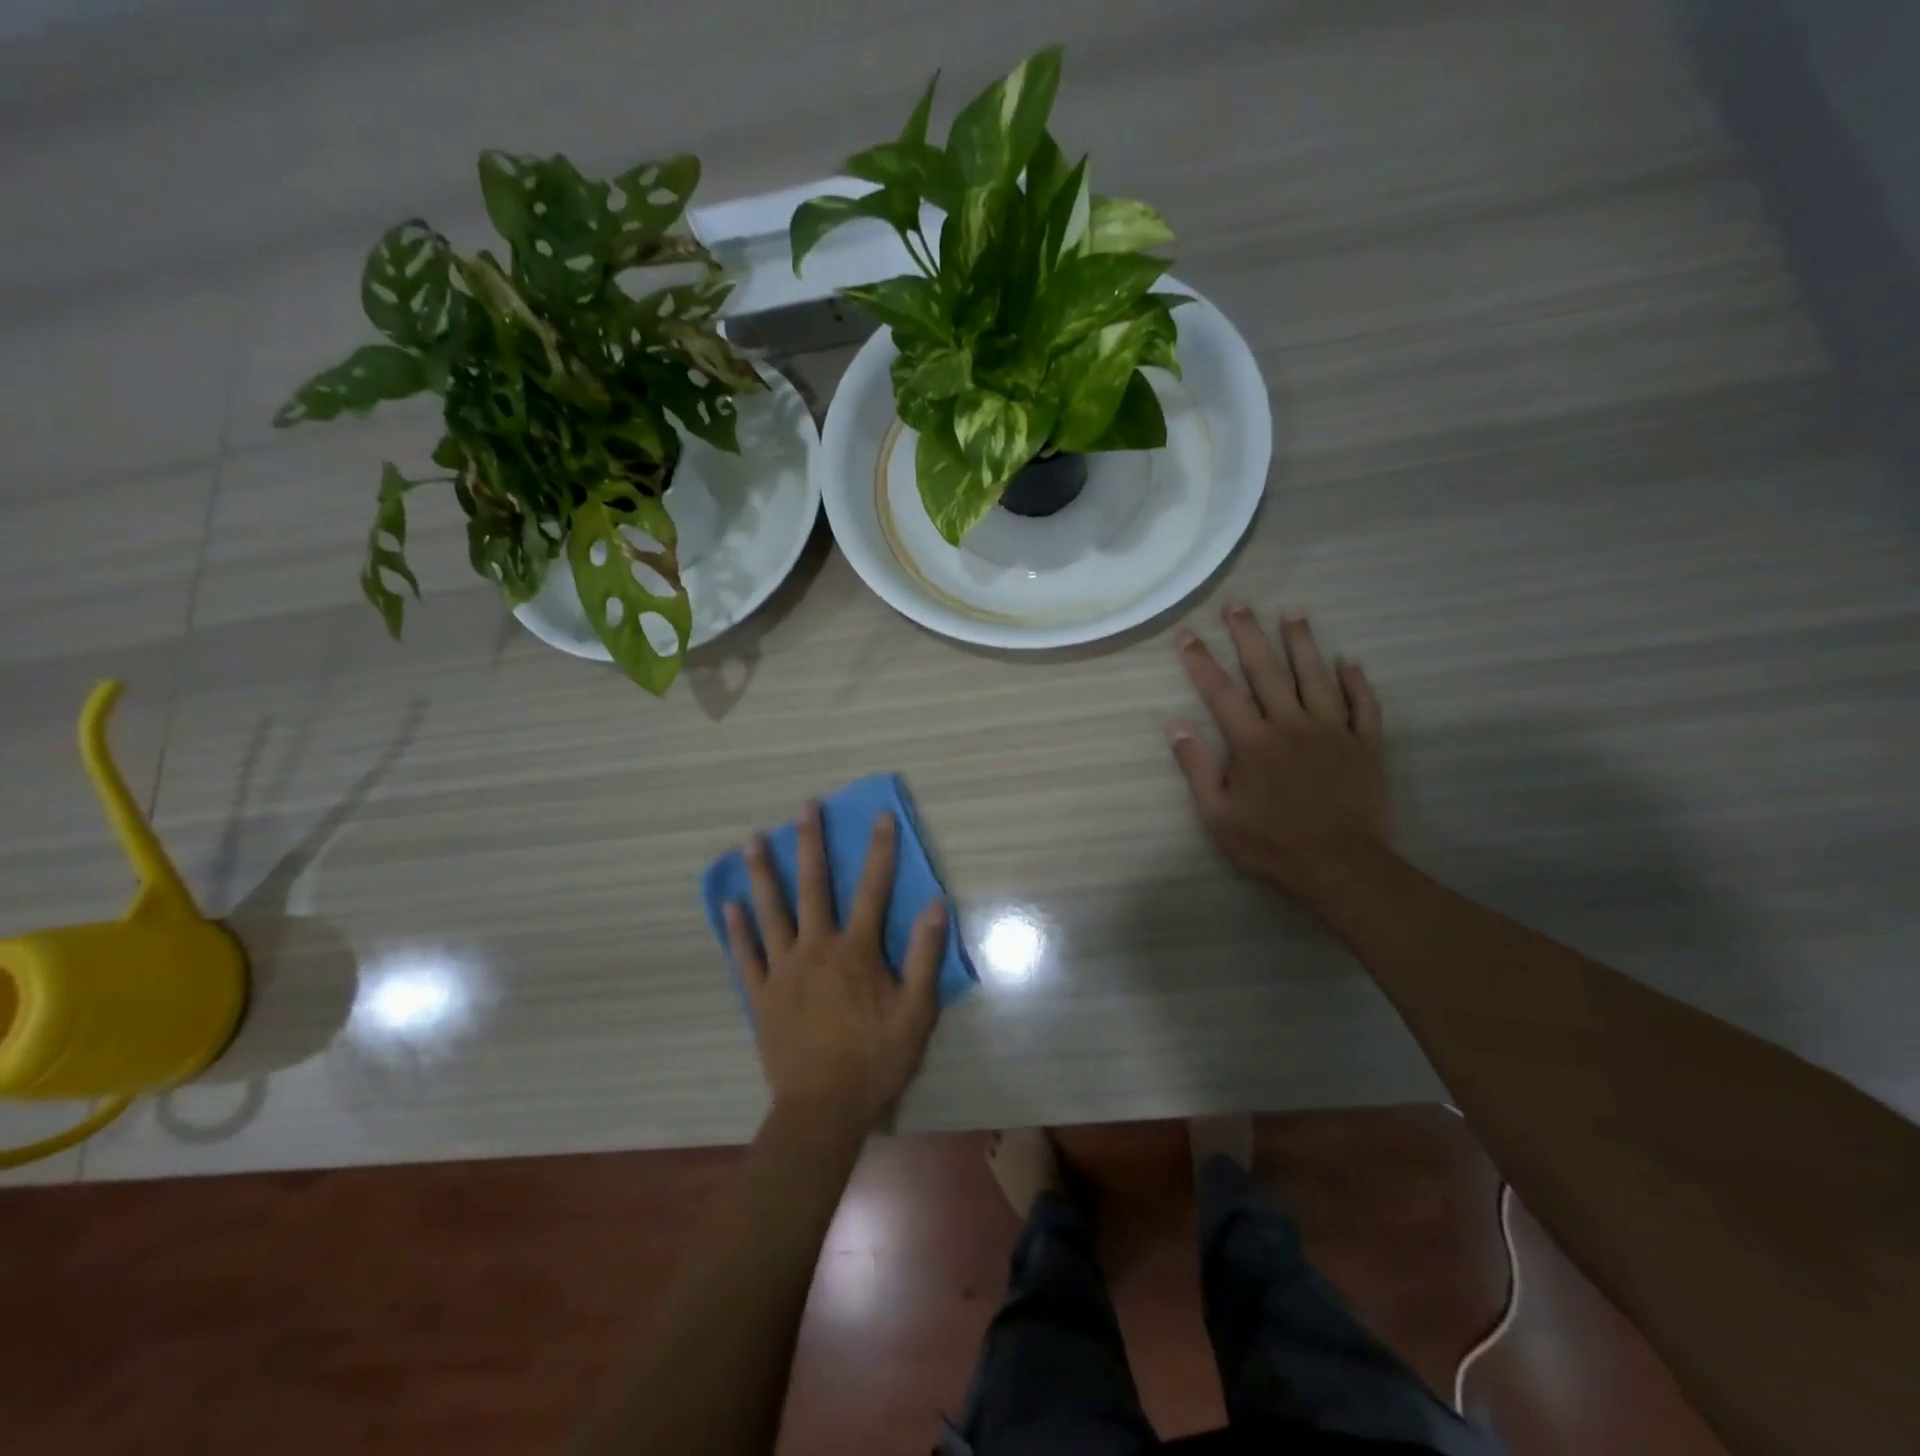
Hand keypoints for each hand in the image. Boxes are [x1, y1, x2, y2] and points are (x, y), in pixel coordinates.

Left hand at [726, 803, 947, 1133]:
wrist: (822, 1110)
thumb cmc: (875, 1060)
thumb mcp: (916, 1012)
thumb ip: (925, 956)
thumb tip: (936, 905)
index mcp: (856, 952)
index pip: (873, 889)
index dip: (880, 850)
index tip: (880, 816)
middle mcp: (816, 949)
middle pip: (813, 887)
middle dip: (811, 843)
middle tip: (804, 807)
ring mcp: (783, 970)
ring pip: (771, 912)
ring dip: (763, 873)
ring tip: (752, 840)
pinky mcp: (761, 995)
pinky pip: (746, 955)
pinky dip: (737, 928)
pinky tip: (729, 904)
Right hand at [1169, 607, 1391, 904]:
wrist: (1341, 866)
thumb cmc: (1271, 844)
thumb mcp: (1218, 814)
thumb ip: (1198, 767)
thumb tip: (1176, 727)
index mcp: (1254, 742)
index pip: (1221, 692)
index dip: (1201, 662)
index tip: (1186, 635)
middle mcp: (1292, 725)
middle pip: (1268, 671)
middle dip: (1249, 636)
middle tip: (1238, 605)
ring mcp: (1333, 731)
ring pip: (1317, 676)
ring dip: (1303, 643)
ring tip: (1293, 613)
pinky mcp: (1366, 745)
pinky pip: (1363, 705)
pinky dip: (1357, 682)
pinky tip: (1349, 661)